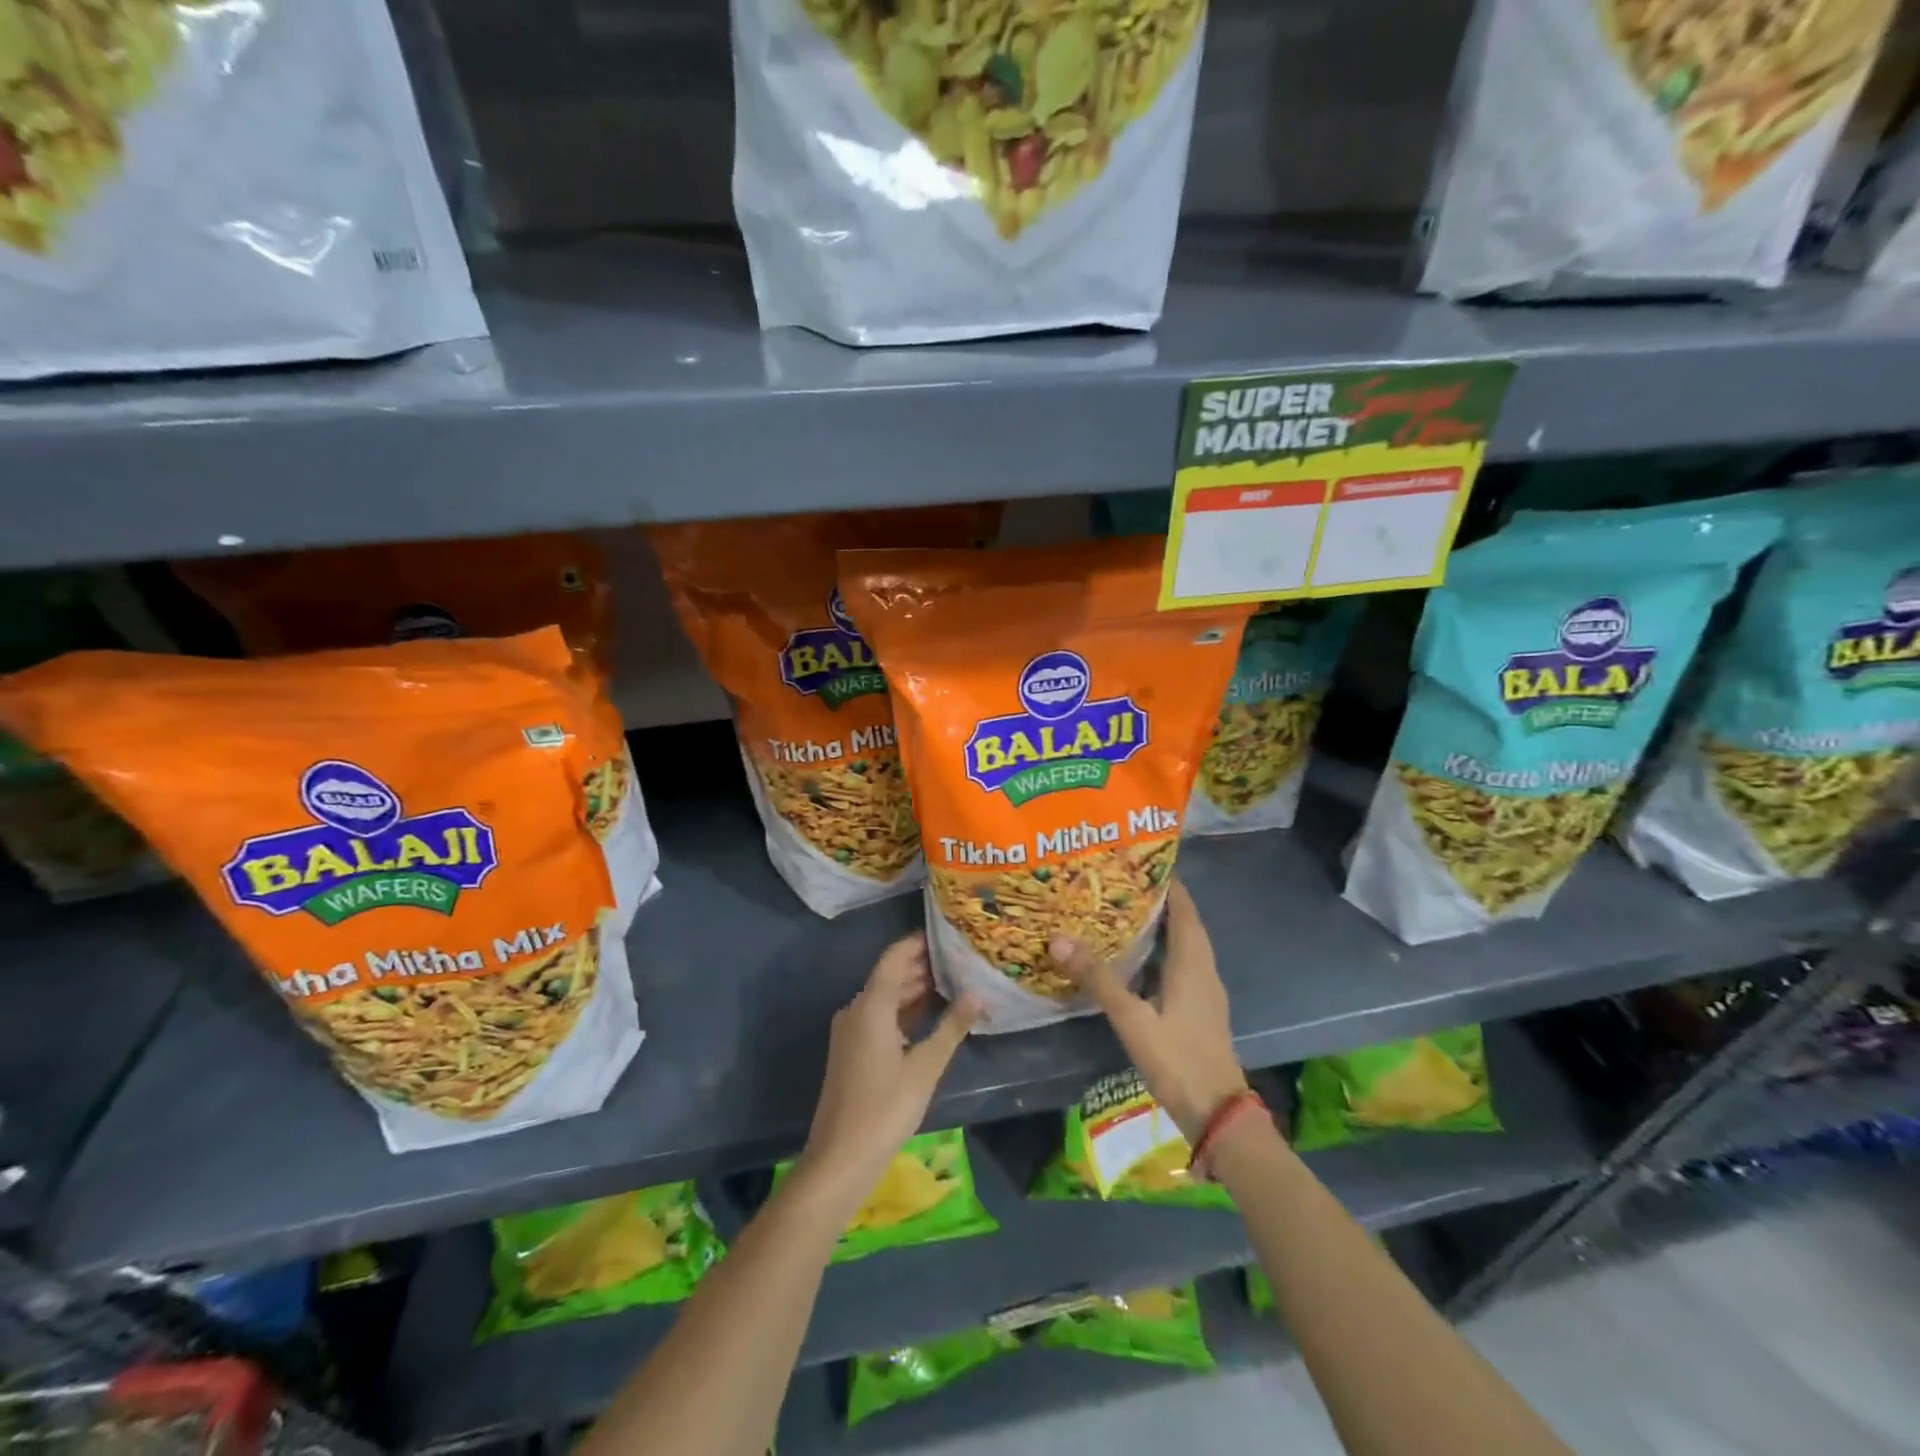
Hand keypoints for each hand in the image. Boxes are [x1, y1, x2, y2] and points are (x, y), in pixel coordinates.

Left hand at [798, 933, 980, 1207]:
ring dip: (915, 988)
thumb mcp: (925, 1067)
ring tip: (954, 981)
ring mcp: (851, 1030)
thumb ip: (952, 1027)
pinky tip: (931, 1015)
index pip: (895, 957)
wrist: (839, 1159)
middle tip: (961, 957)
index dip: (919, 942)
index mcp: (871, 1005)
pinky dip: (905, 1010)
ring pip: (886, 996)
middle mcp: (857, 1009)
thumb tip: (978, 993)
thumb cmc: (884, 1108)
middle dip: (923, 964)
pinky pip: (880, 1016)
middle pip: (891, 974)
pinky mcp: (852, 1050)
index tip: (948, 933)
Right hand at [1049, 879, 1246, 1142]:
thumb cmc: (1177, 1058)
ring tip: (1125, 913)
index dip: (1167, 882)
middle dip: (1159, 900)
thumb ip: (1097, 978)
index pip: (1184, 908)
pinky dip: (1163, 951)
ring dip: (1162, 926)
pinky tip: (1138, 960)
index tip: (1139, 861)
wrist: (1218, 1113)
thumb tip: (1059, 939)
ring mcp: (1206, 990)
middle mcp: (1204, 969)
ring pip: (1185, 945)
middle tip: (1121, 884)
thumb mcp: (1131, 1018)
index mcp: (1192, 962)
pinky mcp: (1201, 1009)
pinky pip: (1183, 965)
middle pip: (1185, 923)